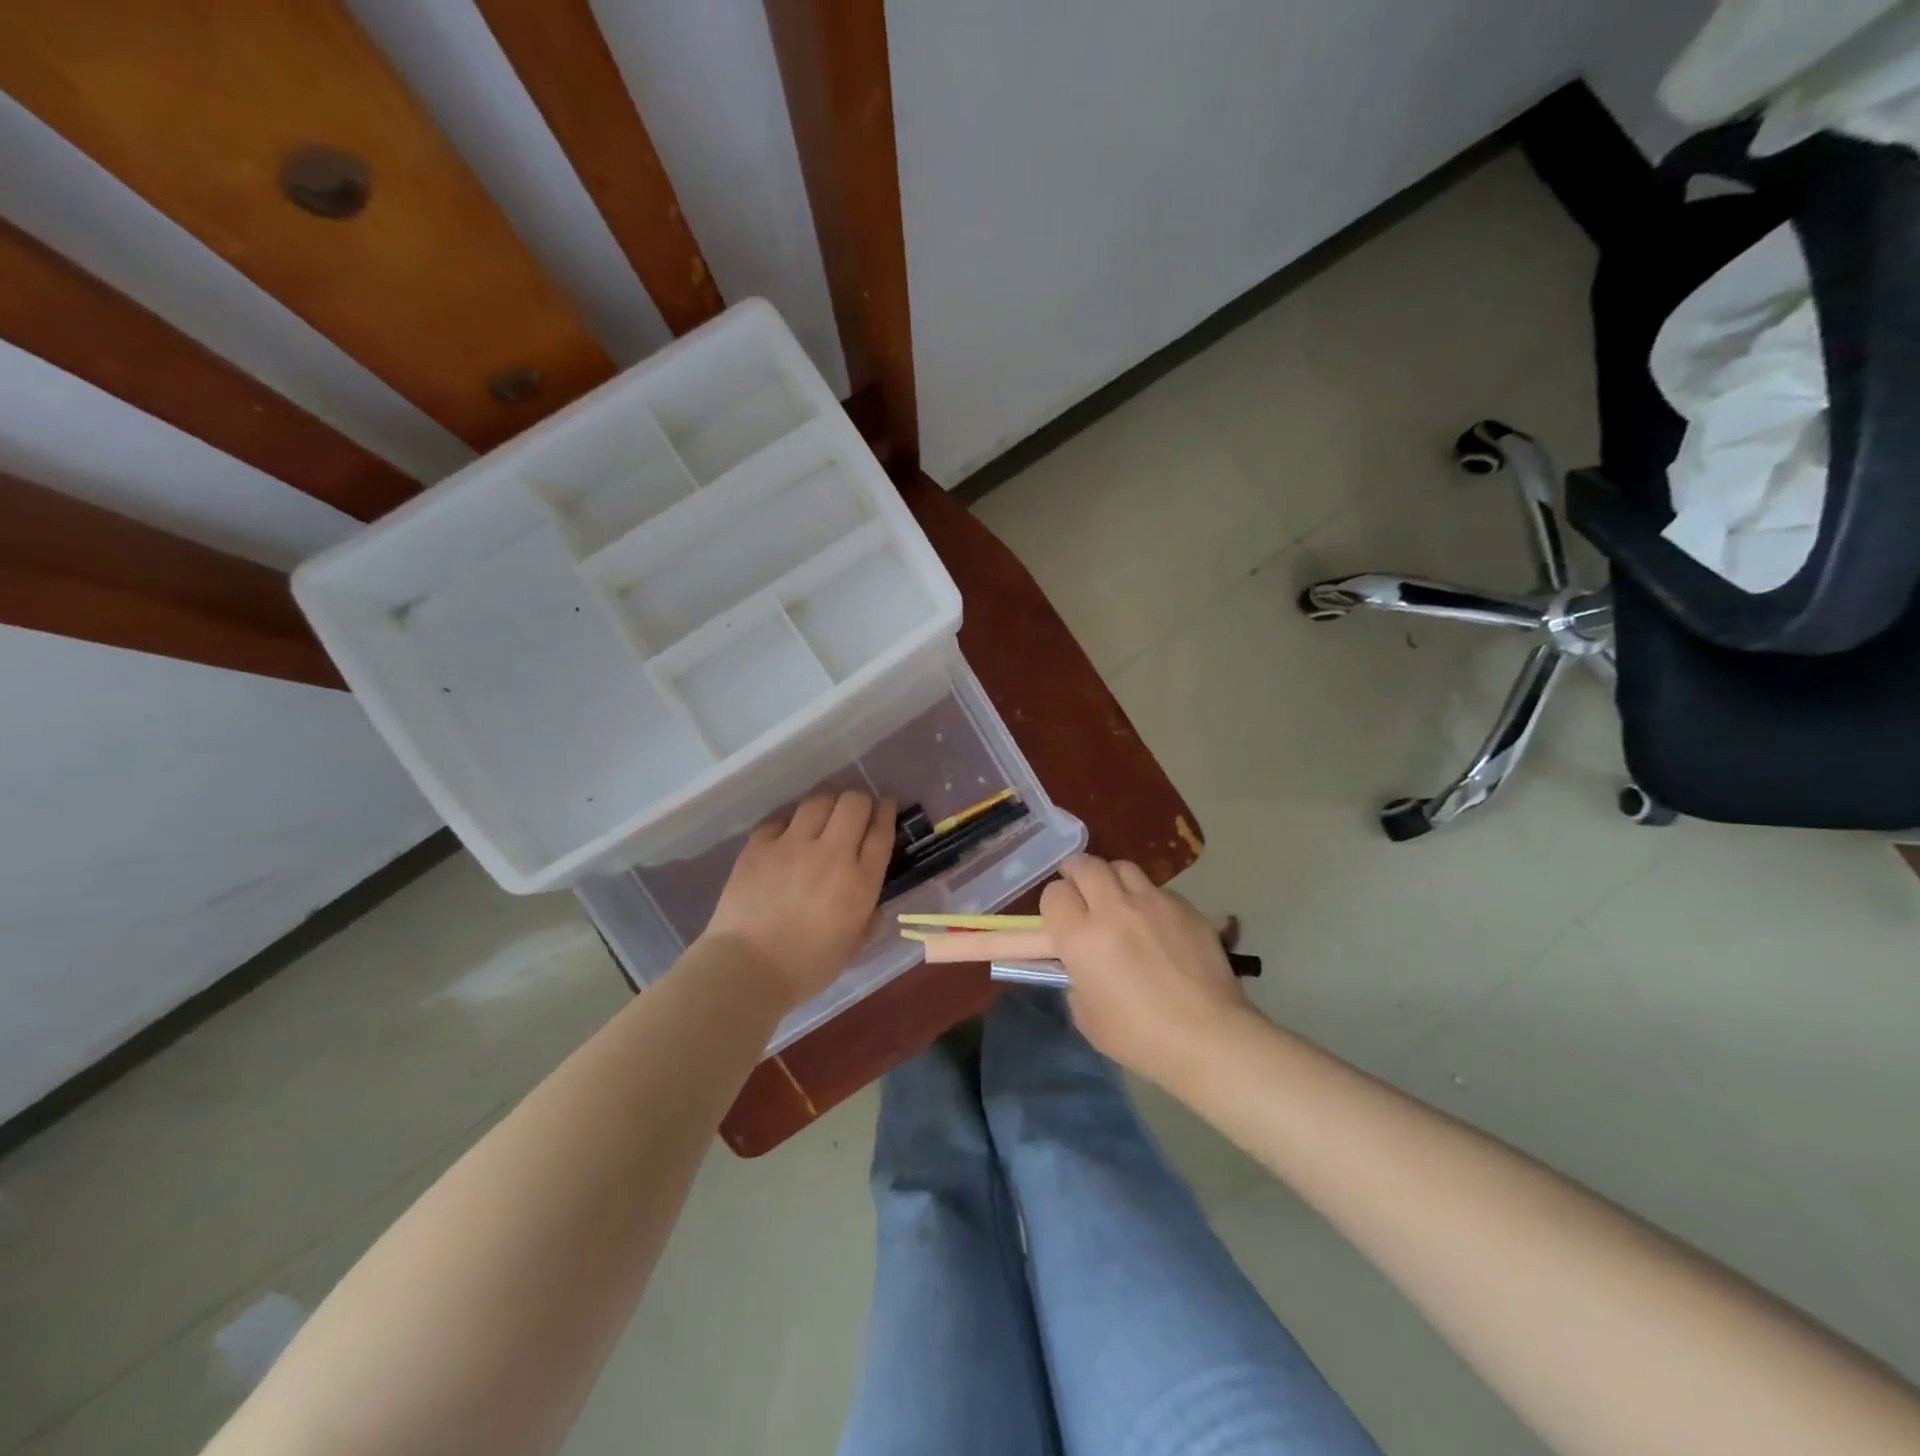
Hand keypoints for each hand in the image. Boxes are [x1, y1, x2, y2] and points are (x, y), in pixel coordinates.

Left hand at [700, 790, 894, 1008]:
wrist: (745, 970)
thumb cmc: (806, 968)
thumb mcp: (853, 946)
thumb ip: (869, 917)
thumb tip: (873, 902)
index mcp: (860, 882)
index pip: (881, 830)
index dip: (886, 811)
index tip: (886, 805)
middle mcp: (831, 854)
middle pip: (854, 802)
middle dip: (860, 801)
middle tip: (855, 812)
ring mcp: (792, 845)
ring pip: (819, 799)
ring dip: (828, 803)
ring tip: (824, 815)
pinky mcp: (759, 845)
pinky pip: (781, 817)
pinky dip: (790, 820)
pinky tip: (789, 833)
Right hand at [1039, 853, 1253, 1085]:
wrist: (1209, 1037)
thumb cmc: (1139, 1036)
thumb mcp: (1086, 1014)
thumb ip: (1075, 977)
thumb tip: (1078, 961)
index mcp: (1082, 937)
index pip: (1054, 893)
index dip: (1054, 904)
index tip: (1060, 918)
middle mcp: (1113, 909)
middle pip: (1085, 866)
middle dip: (1076, 873)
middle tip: (1079, 888)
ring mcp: (1152, 902)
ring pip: (1122, 867)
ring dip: (1112, 878)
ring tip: (1116, 897)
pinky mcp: (1184, 906)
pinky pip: (1156, 889)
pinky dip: (1147, 899)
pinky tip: (1155, 923)